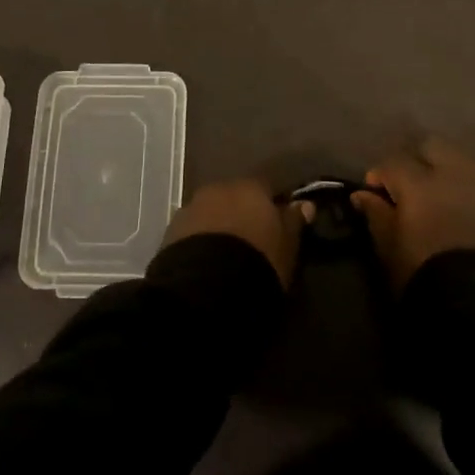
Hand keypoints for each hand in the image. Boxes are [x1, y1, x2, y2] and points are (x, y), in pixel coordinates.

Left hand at [163, 179, 308, 287]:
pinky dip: (200, 241)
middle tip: (250, 240)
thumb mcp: (287, 245)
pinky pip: (192, 231)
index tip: (278, 225)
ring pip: (211, 212)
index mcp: (250, 187)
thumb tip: (304, 204)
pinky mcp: (170, 232)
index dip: (272, 205)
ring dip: (219, 226)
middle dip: (241, 213)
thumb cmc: (258, 260)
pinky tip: (207, 262)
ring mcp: (191, 208)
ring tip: (226, 254)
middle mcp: (218, 189)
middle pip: (234, 197)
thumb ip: (294, 221)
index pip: (266, 187)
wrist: (207, 287)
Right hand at [353, 139, 474, 289]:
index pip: (393, 162)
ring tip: (432, 196)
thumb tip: (362, 195)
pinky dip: (462, 190)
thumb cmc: (421, 270)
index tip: (372, 193)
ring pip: (458, 162)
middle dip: (416, 160)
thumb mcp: (388, 245)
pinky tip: (454, 211)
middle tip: (405, 185)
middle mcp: (451, 175)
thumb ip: (376, 214)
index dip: (379, 175)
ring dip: (442, 171)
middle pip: (432, 147)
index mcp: (418, 182)